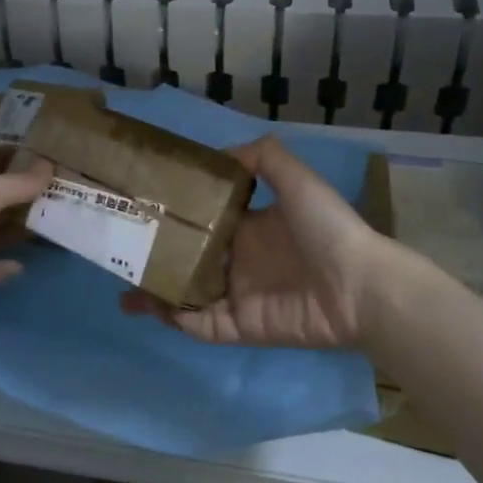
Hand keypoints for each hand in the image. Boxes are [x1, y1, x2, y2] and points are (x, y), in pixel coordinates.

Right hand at [119, 136, 384, 347]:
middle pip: (188, 261)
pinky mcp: (241, 327)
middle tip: (122, 252)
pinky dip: (175, 319)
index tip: (144, 209)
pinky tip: (150, 306)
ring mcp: (238, 297)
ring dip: (157, 293)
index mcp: (250, 228)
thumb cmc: (328, 229)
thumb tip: (220, 155)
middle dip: (157, 259)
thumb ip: (263, 158)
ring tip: (123, 288)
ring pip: (187, 296)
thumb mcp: (297, 179)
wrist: (360, 285)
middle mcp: (239, 262)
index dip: (175, 218)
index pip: (203, 222)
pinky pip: (200, 326)